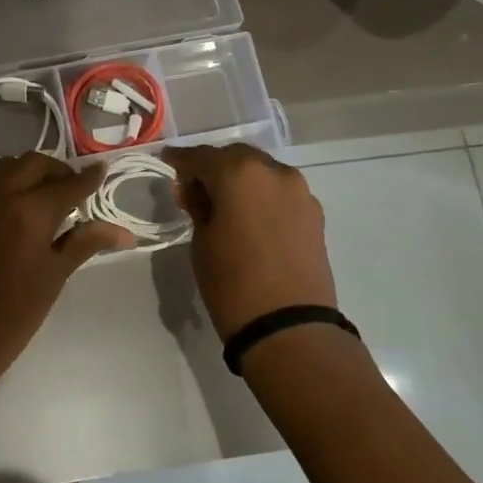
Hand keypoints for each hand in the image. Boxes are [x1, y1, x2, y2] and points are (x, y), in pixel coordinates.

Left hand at [0, 153, 131, 389]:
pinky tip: (23, 206)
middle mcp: (3, 195)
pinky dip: (10, 181)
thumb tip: (123, 232)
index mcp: (31, 211)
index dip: (88, 178)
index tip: (102, 170)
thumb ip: (86, 242)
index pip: (68, 184)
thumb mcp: (56, 275)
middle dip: (58, 171)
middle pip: (35, 164)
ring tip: (48, 195)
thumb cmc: (15, 311)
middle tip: (74, 190)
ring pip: (9, 166)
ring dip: (31, 171)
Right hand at [162, 144, 336, 336]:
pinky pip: (280, 192)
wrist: (288, 327)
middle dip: (214, 167)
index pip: (202, 156)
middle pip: (236, 157)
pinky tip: (250, 216)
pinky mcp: (314, 214)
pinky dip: (262, 195)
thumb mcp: (201, 241)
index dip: (181, 159)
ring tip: (223, 202)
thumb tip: (192, 188)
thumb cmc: (232, 282)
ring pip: (262, 172)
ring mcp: (299, 191)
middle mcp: (274, 171)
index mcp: (240, 173)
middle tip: (194, 187)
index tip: (167, 162)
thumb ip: (197, 206)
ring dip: (241, 179)